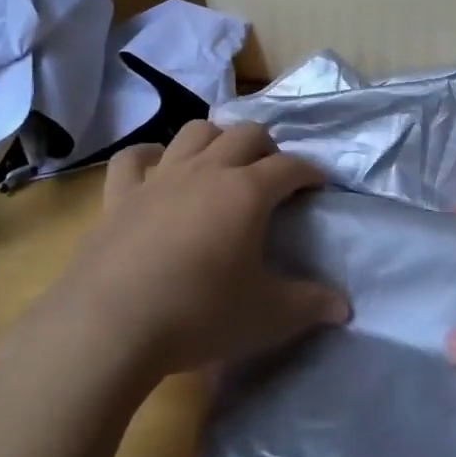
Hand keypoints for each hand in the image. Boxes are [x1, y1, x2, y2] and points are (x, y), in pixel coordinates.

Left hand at [48, 120, 348, 380]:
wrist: (111, 325)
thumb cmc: (199, 315)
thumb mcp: (267, 316)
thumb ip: (310, 305)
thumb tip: (345, 307)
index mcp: (246, 192)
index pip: (289, 166)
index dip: (309, 171)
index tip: (318, 184)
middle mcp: (206, 171)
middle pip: (245, 133)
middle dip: (267, 146)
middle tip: (272, 174)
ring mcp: (159, 178)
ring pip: (194, 131)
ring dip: (215, 138)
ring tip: (222, 164)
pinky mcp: (119, 195)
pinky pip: (133, 158)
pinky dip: (149, 156)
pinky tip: (156, 167)